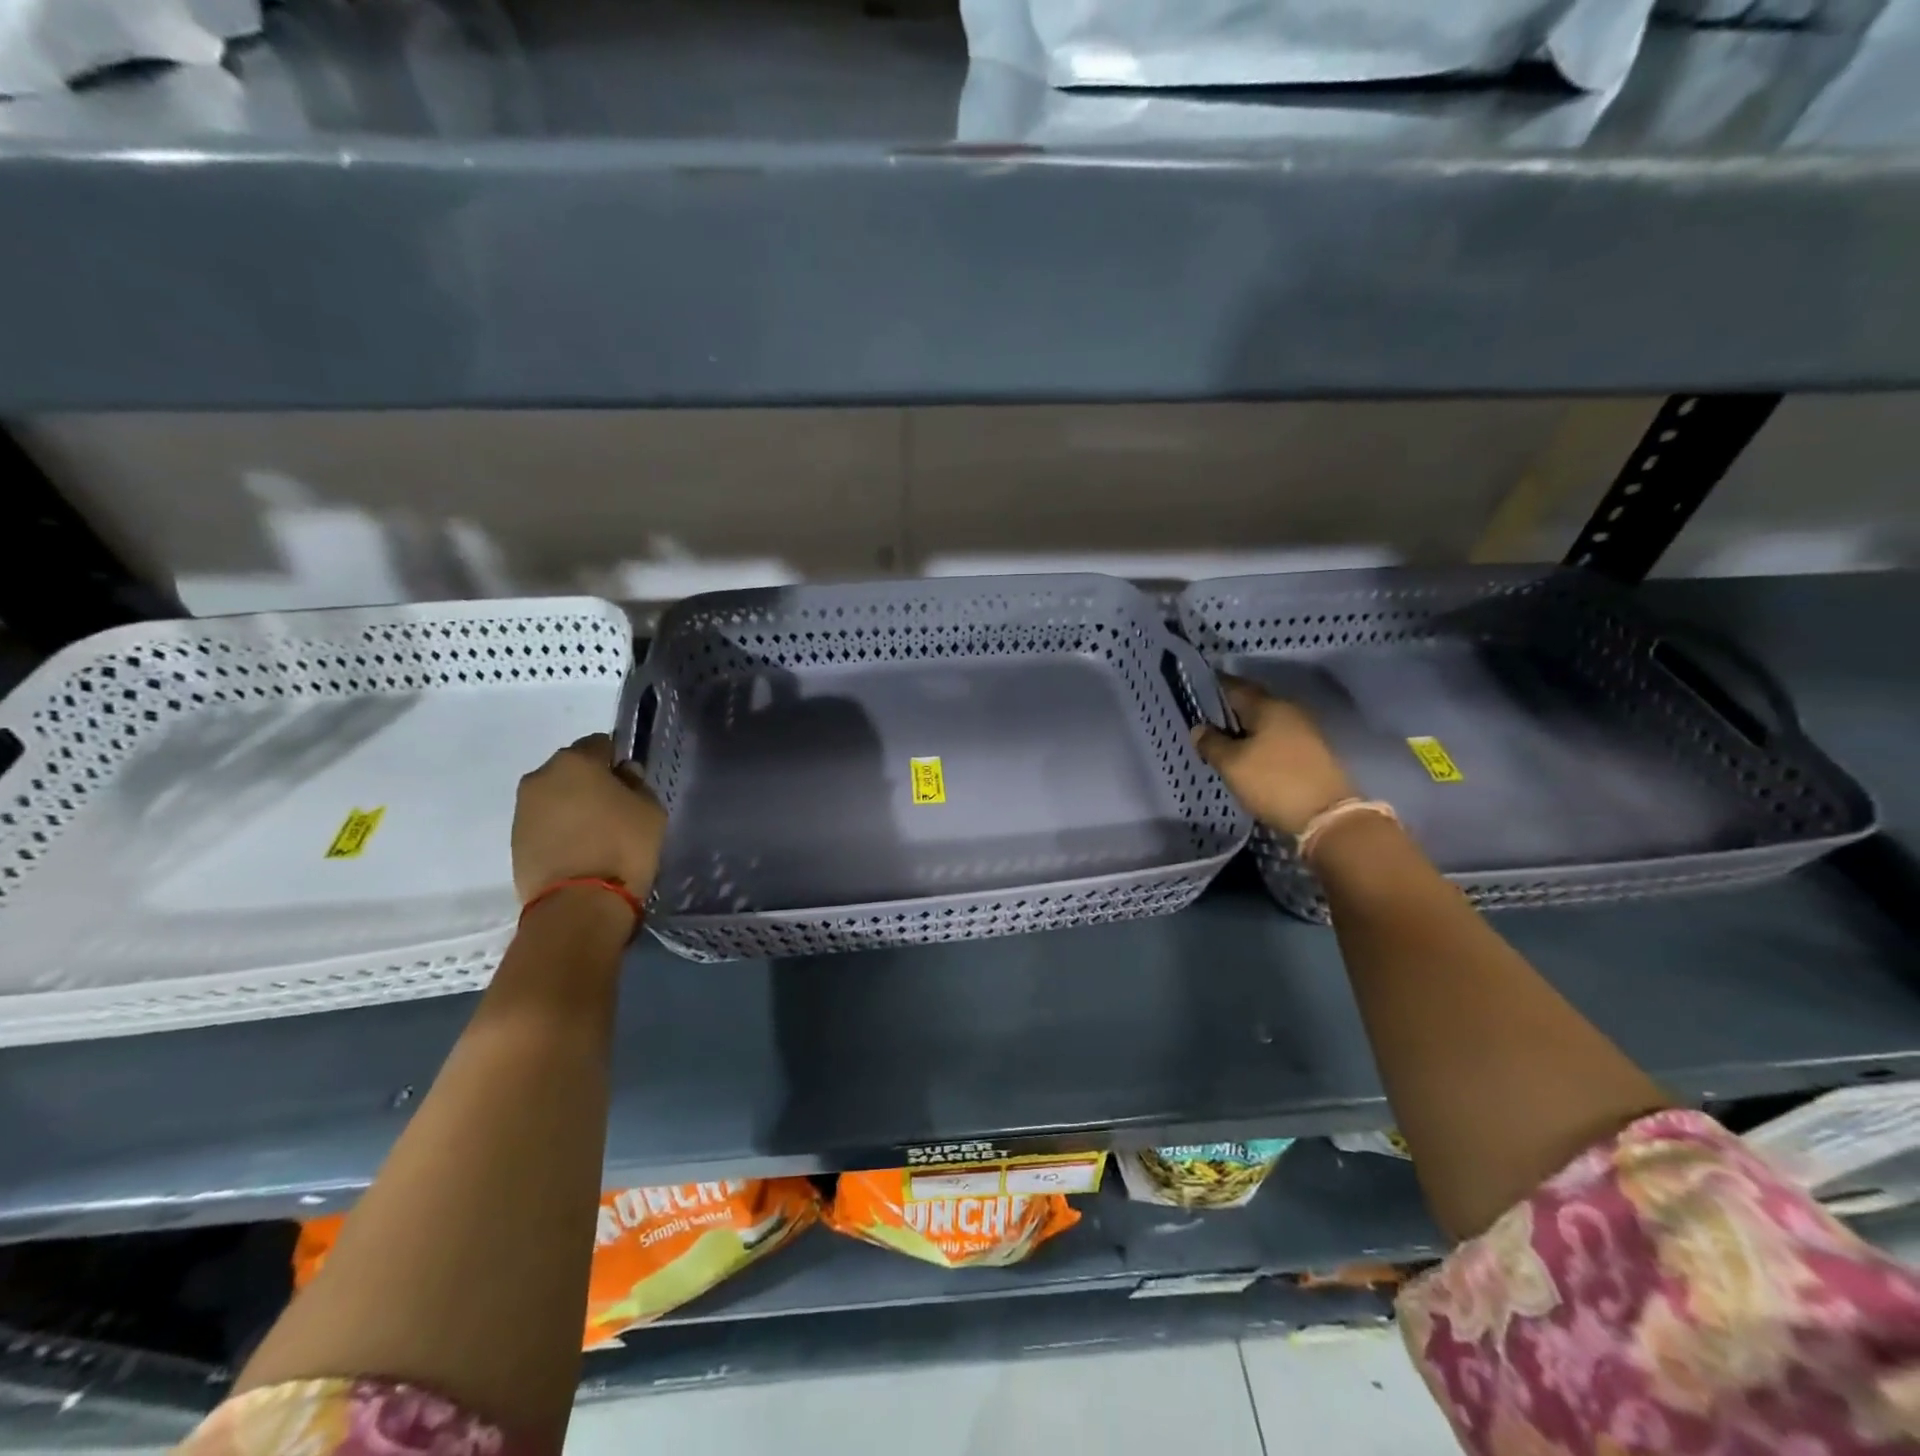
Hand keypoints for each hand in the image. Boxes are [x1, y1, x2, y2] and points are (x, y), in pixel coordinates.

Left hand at [512, 734, 666, 901]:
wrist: (578, 902)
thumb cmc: (622, 846)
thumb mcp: (650, 809)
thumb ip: (637, 784)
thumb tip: (623, 775)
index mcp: (575, 761)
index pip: (600, 744)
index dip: (617, 760)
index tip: (630, 783)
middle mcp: (540, 777)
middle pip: (572, 770)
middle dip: (591, 782)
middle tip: (614, 809)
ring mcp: (523, 810)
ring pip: (555, 797)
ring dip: (573, 807)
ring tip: (596, 834)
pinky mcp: (514, 840)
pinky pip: (544, 823)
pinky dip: (560, 829)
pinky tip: (579, 850)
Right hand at [1191, 678, 1355, 836]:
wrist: (1326, 817)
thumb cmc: (1273, 782)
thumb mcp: (1231, 764)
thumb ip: (1211, 743)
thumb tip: (1199, 728)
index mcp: (1268, 706)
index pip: (1233, 686)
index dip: (1212, 688)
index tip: (1194, 695)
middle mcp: (1288, 711)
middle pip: (1251, 703)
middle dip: (1227, 712)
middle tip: (1204, 724)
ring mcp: (1303, 731)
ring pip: (1263, 723)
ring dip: (1243, 730)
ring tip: (1221, 744)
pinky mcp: (1310, 752)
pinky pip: (1275, 739)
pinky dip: (1258, 744)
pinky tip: (1246, 758)